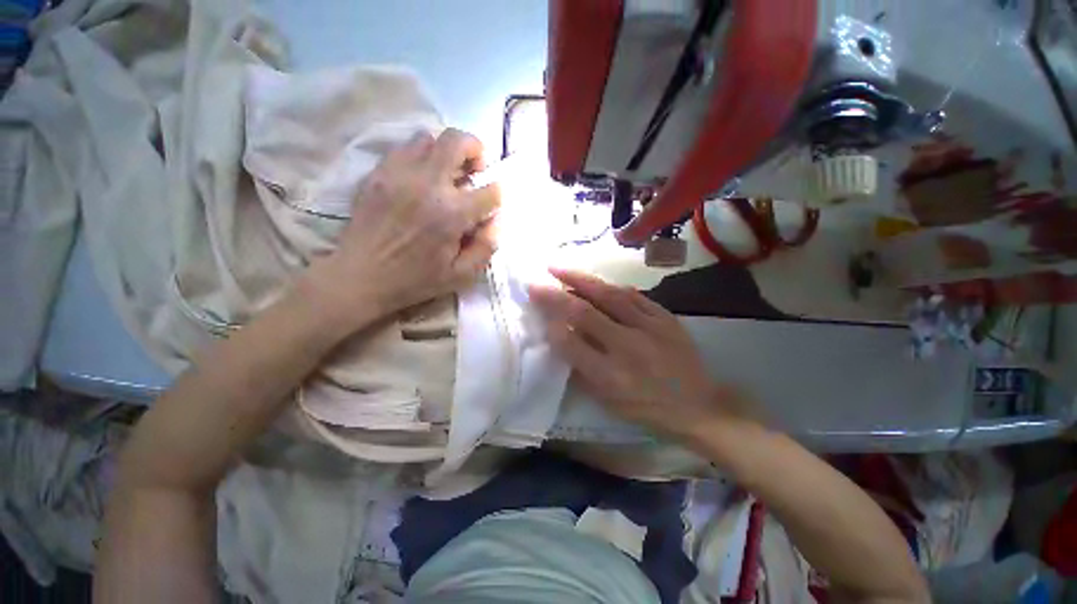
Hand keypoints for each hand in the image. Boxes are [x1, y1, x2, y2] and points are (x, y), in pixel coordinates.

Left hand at [304, 129, 499, 329]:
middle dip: (476, 150)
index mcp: (452, 214)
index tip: (490, 204)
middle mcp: (428, 184)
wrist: (361, 277)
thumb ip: (487, 247)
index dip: (497, 196)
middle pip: (459, 141)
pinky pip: (405, 148)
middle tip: (473, 171)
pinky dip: (421, 156)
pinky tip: (421, 178)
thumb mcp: (462, 275)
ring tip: (446, 174)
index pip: (490, 190)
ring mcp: (399, 174)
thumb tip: (495, 220)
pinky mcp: (378, 173)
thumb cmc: (416, 280)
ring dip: (446, 152)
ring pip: (430, 138)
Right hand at [529, 269, 746, 439]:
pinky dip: (610, 286)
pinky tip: (596, 281)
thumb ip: (581, 369)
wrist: (699, 406)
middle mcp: (627, 347)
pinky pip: (633, 295)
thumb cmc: (647, 409)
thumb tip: (560, 337)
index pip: (570, 343)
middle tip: (537, 282)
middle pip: (585, 313)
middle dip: (556, 295)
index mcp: (610, 375)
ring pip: (609, 295)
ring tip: (560, 268)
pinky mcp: (665, 317)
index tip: (536, 307)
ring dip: (580, 280)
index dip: (550, 323)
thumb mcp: (608, 401)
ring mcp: (649, 328)